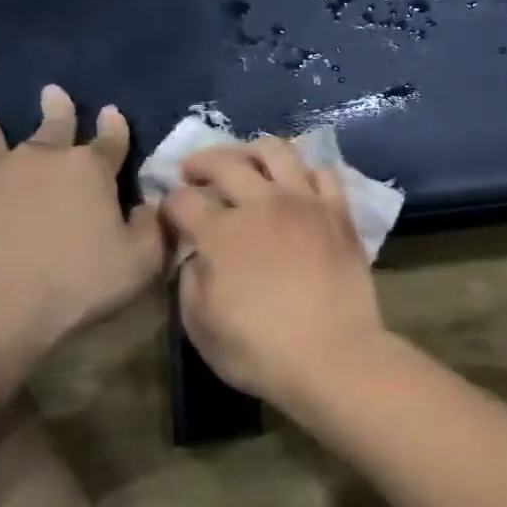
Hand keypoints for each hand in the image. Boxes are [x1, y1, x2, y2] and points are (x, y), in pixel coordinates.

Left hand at [0, 86, 164, 362]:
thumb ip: (151, 227)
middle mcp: (42, 159)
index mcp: (89, 170)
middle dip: (58, 110)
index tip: (111, 112)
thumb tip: (148, 205)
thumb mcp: (140, 261)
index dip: (114, 127)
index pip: (109, 140)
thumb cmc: (78, 283)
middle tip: (53, 92)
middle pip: (53, 127)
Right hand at [163, 137, 385, 403]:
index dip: (168, 204)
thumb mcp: (201, 328)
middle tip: (193, 173)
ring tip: (246, 165)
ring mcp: (304, 202)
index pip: (182, 200)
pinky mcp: (338, 212)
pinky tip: (297, 186)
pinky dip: (305, 172)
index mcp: (221, 233)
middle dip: (200, 163)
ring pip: (276, 150)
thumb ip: (189, 283)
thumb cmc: (261, 351)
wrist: (335, 356)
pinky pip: (323, 172)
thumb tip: (194, 257)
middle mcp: (261, 204)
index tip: (169, 215)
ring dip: (252, 152)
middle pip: (224, 161)